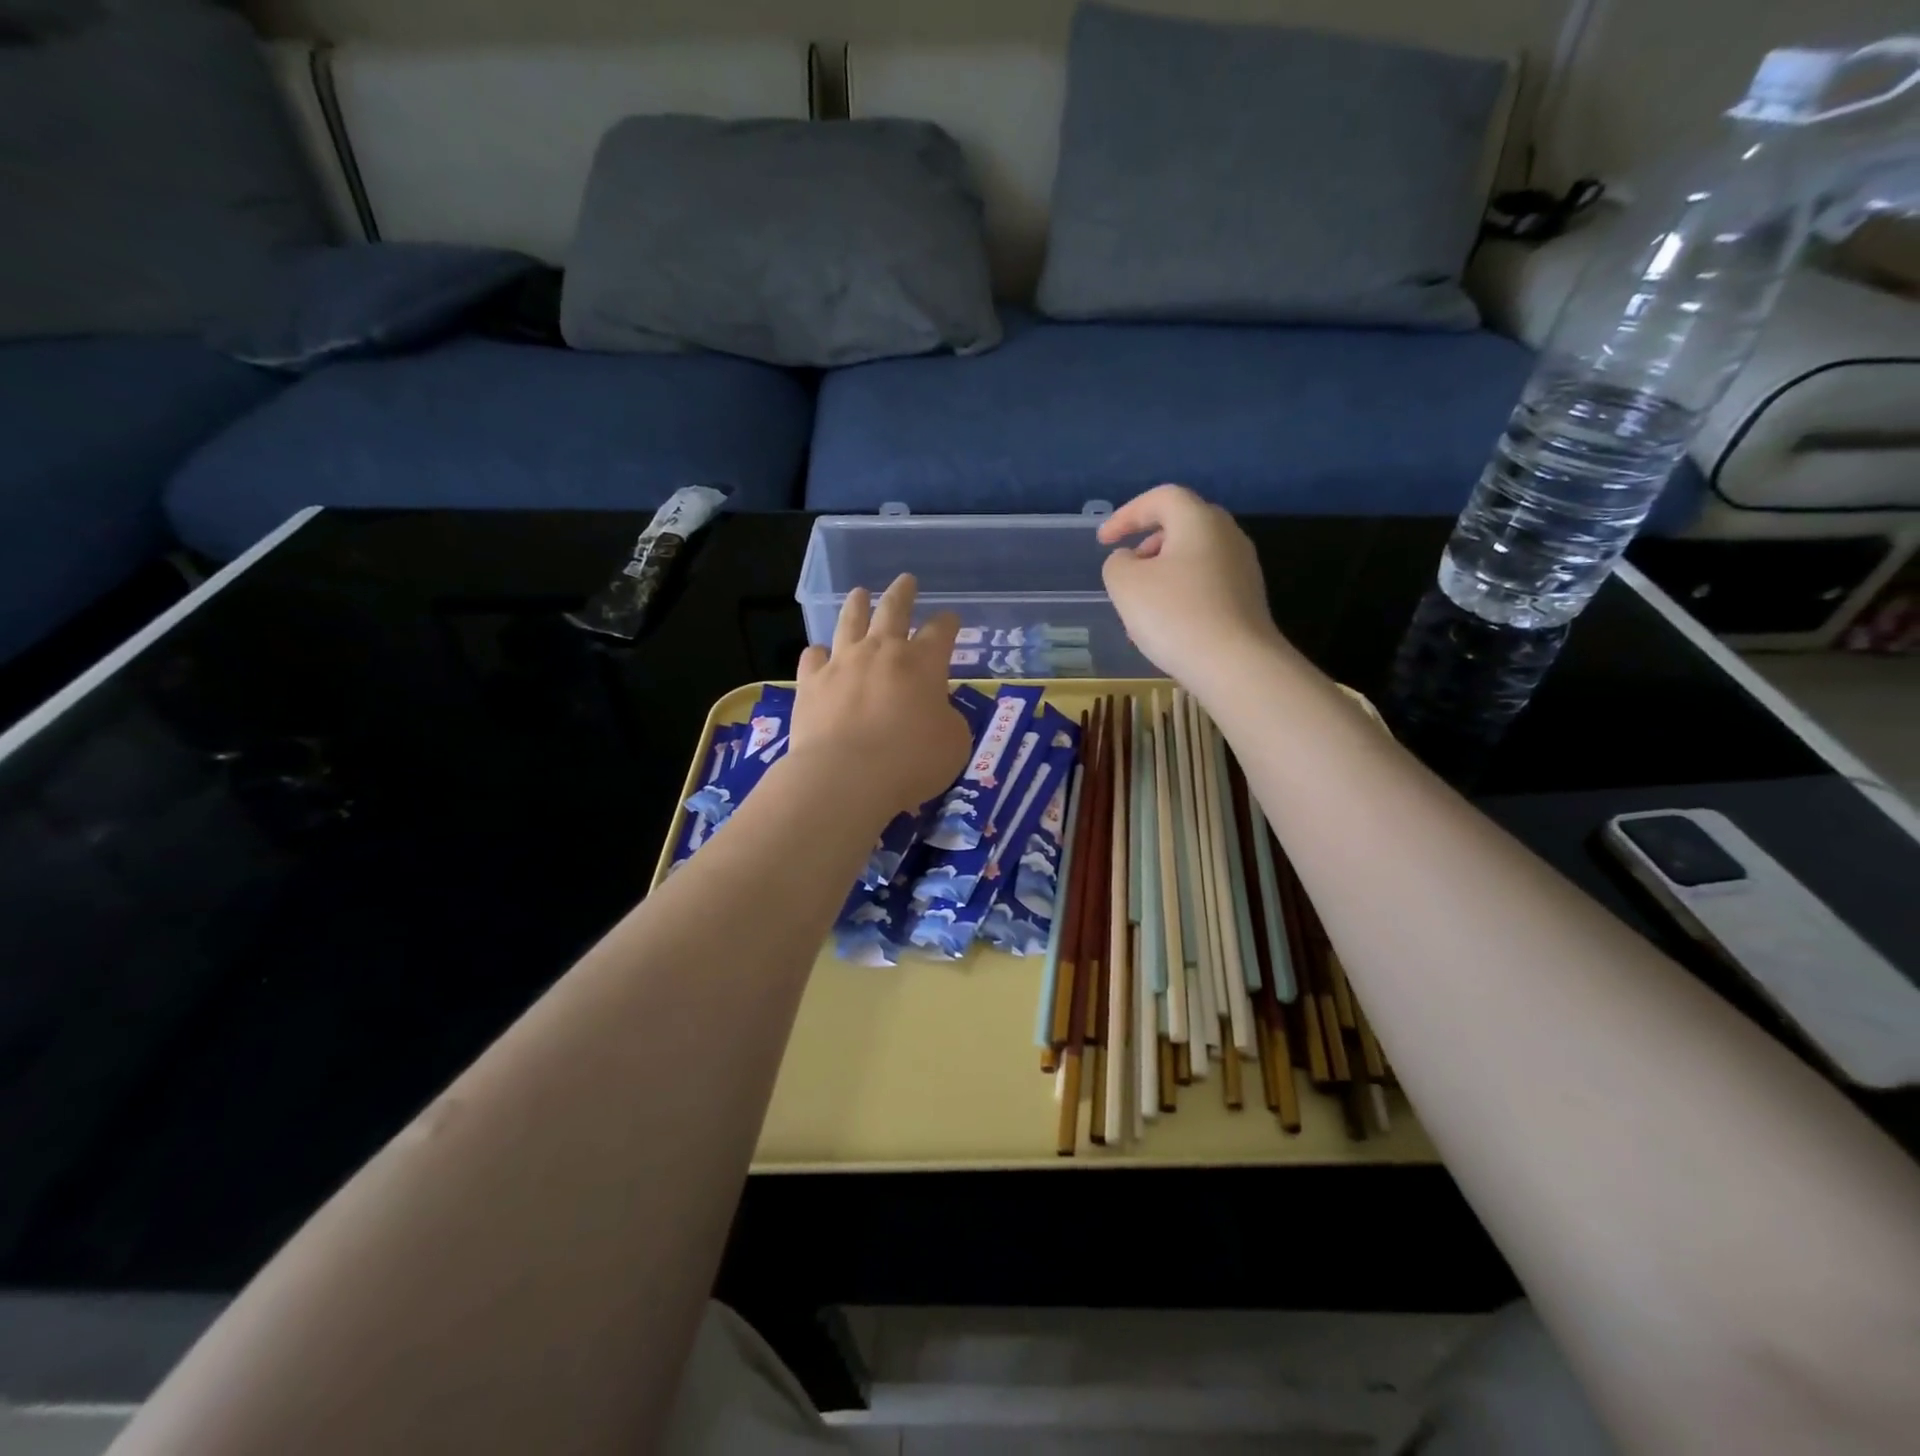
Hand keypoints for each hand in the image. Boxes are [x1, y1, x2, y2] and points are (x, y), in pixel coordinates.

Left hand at [790, 575, 972, 816]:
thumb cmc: (911, 761)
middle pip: (894, 610)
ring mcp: (843, 663)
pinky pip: (813, 657)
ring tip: (860, 593)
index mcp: (924, 663)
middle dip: (903, 594)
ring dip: (857, 605)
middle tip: (906, 580)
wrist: (846, 776)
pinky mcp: (811, 683)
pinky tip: (819, 653)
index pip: (941, 631)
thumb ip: (949, 720)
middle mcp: (882, 652)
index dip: (948, 623)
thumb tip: (937, 713)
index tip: (950, 619)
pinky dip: (819, 653)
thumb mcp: (954, 744)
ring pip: (850, 622)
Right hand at [1098, 485, 1286, 687]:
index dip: (1127, 515)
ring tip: (1141, 604)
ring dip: (1163, 572)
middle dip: (1149, 542)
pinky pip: (1207, 583)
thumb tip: (1131, 561)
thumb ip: (1117, 563)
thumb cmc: (1175, 615)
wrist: (1235, 665)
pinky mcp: (1248, 599)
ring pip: (1194, 557)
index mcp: (1199, 520)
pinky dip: (1182, 592)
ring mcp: (1243, 568)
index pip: (1161, 498)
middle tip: (1127, 567)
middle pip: (1183, 524)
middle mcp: (1228, 535)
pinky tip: (1167, 624)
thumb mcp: (1125, 584)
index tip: (1104, 541)